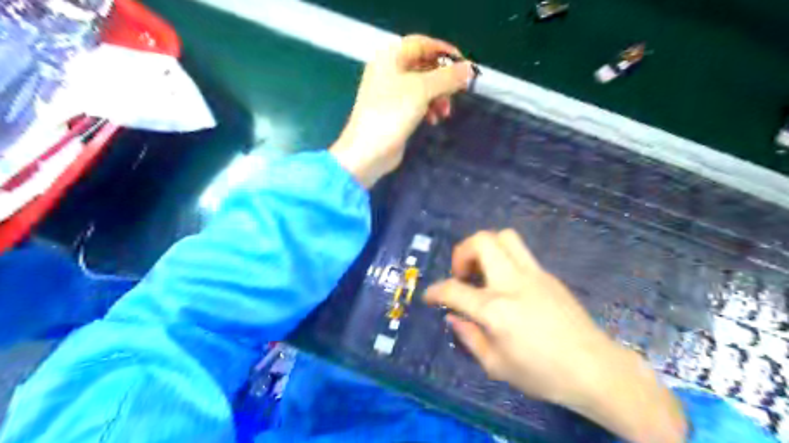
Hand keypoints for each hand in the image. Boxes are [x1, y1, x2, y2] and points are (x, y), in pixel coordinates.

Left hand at [328, 32, 469, 185]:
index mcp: (390, 57)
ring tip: (444, 112)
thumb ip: (447, 77)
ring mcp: (389, 92)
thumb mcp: (422, 90)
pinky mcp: (393, 112)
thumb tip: (470, 69)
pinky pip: (416, 102)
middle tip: (458, 92)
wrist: (367, 151)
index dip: (444, 52)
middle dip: (443, 79)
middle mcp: (388, 71)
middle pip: (423, 65)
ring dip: (438, 96)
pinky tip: (433, 120)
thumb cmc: (392, 114)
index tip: (464, 66)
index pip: (422, 44)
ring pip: (422, 86)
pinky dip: (428, 108)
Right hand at [423, 228, 688, 442]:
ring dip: (485, 247)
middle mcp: (512, 283)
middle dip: (462, 252)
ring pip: (504, 236)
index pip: (454, 289)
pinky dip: (504, 258)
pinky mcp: (548, 275)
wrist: (595, 369)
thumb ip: (469, 337)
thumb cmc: (543, 374)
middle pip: (482, 241)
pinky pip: (520, 253)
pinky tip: (506, 283)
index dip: (435, 291)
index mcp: (496, 310)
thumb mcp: (496, 365)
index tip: (430, 296)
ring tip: (482, 271)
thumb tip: (453, 317)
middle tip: (462, 274)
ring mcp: (534, 274)